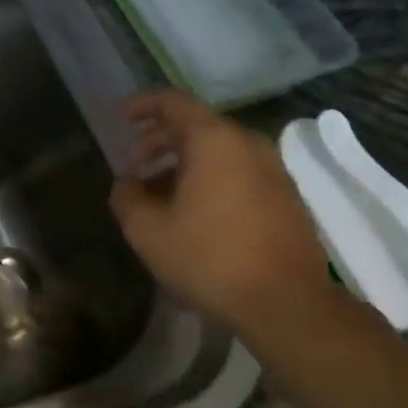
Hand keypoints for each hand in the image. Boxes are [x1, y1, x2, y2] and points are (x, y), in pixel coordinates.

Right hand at [109, 90, 336, 332]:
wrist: (286, 304)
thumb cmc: (208, 258)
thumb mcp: (146, 230)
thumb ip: (127, 196)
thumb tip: (127, 183)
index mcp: (214, 141)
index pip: (174, 103)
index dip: (143, 105)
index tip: (121, 118)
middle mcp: (247, 145)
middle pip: (197, 126)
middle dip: (159, 140)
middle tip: (132, 165)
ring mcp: (273, 172)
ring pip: (218, 152)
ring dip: (182, 163)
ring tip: (156, 193)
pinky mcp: (285, 199)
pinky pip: (237, 172)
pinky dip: (208, 179)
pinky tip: (190, 212)